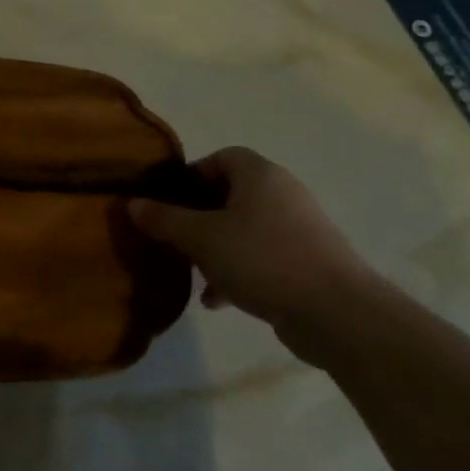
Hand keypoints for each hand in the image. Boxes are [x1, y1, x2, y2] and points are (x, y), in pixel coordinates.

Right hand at [129, 147, 385, 358]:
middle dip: (197, 216)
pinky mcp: (307, 262)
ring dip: (214, 247)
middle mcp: (282, 193)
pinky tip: (216, 299)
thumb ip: (163, 219)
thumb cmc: (263, 259)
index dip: (191, 175)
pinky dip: (237, 270)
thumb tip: (132, 204)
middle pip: (230, 194)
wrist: (337, 313)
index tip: (167, 202)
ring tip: (191, 271)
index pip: (220, 157)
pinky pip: (261, 256)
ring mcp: (298, 229)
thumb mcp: (201, 238)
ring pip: (243, 229)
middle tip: (173, 237)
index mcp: (260, 175)